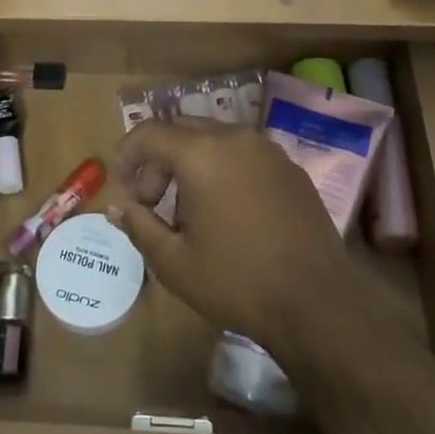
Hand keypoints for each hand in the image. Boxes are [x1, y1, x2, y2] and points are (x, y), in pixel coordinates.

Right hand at [106, 119, 357, 358]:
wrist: (316, 302)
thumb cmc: (236, 280)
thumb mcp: (174, 262)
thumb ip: (139, 225)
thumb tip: (118, 206)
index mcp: (201, 153)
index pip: (150, 133)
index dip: (127, 154)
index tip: (120, 186)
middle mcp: (235, 138)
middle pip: (182, 131)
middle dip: (159, 161)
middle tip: (150, 201)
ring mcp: (268, 150)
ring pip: (215, 140)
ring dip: (192, 164)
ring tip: (188, 211)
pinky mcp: (291, 168)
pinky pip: (245, 155)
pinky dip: (224, 170)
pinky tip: (228, 212)